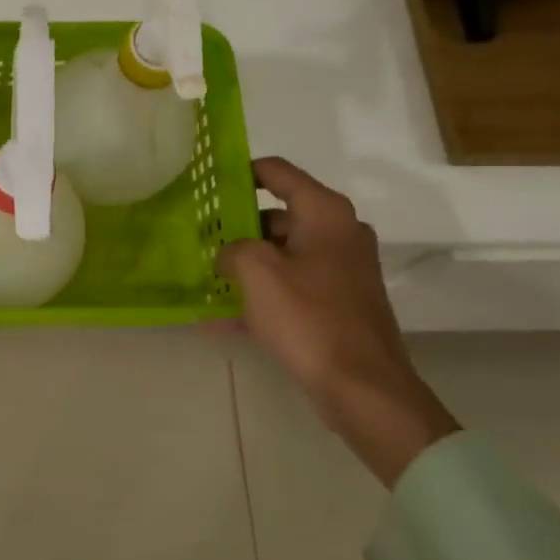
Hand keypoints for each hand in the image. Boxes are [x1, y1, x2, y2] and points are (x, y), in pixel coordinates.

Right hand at [216, 158, 456, 485]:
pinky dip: (259, 297)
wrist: (362, 386)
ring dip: (244, 265)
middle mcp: (338, 234)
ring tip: (203, 276)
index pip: (277, 172)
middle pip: (277, 216)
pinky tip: (218, 319)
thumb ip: (233, 249)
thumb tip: (229, 254)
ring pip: (281, 255)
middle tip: (197, 238)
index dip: (241, 172)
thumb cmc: (309, 317)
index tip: (208, 182)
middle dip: (236, 227)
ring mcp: (340, 271)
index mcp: (325, 214)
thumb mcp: (257, 272)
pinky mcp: (337, 304)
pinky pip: (289, 288)